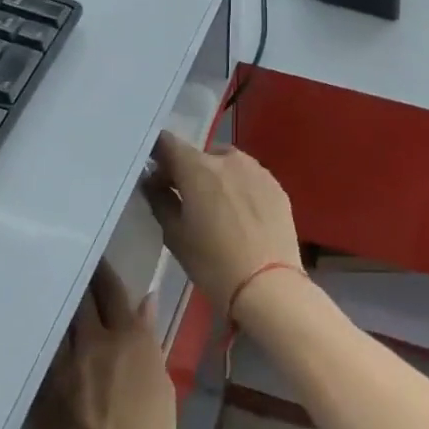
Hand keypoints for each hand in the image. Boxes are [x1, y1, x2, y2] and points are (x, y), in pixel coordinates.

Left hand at [32, 262, 176, 428]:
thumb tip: (144, 304)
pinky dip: (49, 342)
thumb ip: (149, 341)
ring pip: (59, 323)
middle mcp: (93, 343)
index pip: (113, 291)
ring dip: (62, 309)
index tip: (98, 258)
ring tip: (59, 298)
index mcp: (129, 339)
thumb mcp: (163, 387)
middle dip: (81, 283)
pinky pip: (45, 355)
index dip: (105, 273)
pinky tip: (46, 340)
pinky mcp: (41, 394)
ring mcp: (62, 368)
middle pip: (82, 300)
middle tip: (76, 268)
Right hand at [144, 133, 302, 315]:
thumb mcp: (175, 235)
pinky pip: (250, 177)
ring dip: (216, 177)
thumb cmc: (213, 262)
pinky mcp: (276, 185)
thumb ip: (160, 200)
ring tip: (215, 207)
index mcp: (198, 168)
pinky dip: (239, 187)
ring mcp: (257, 170)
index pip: (169, 143)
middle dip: (188, 171)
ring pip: (228, 163)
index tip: (154, 171)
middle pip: (200, 154)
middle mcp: (228, 159)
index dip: (158, 153)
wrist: (268, 284)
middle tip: (184, 198)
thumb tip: (152, 180)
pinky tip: (240, 214)